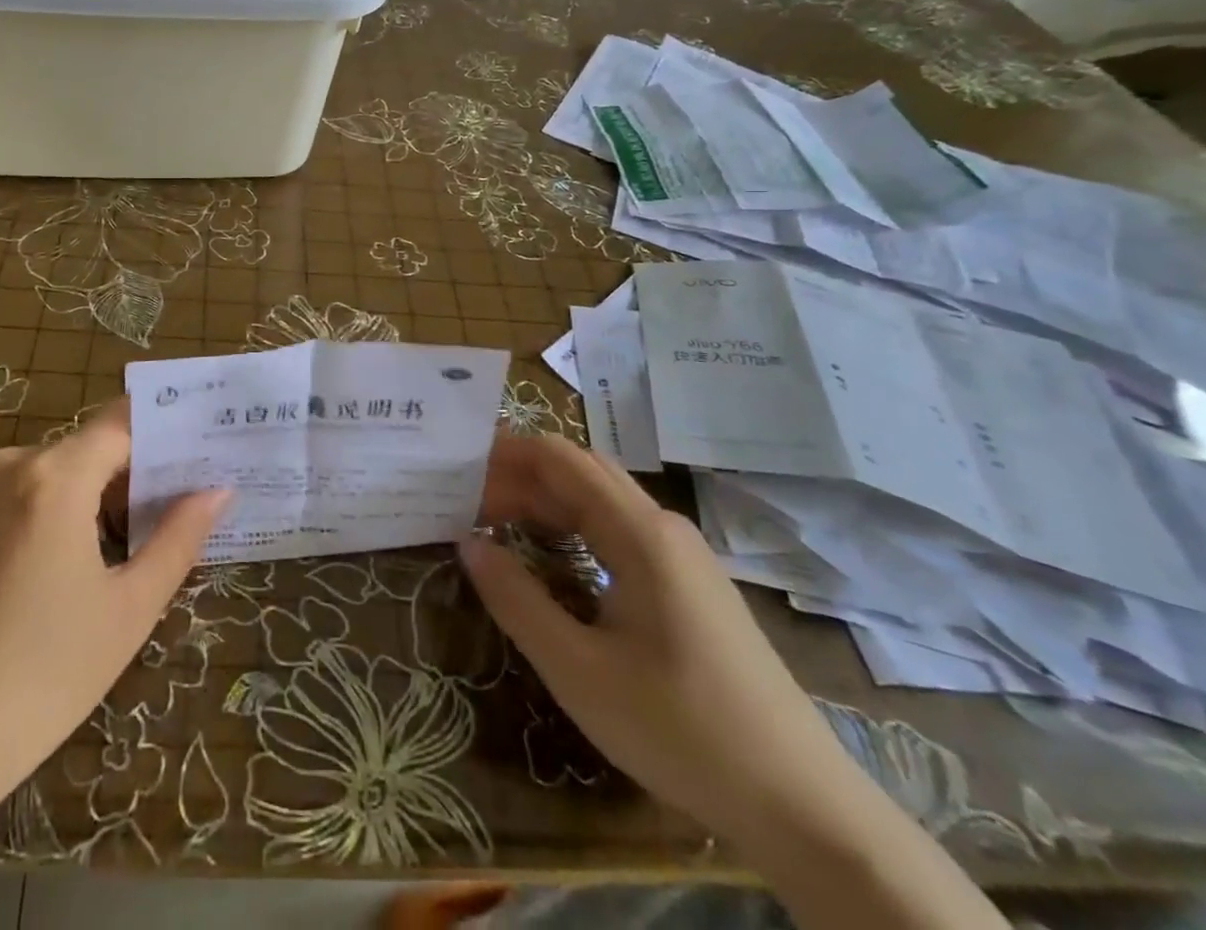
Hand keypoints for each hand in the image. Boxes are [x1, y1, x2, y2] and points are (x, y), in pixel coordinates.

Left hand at [0, 399, 228, 819]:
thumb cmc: (44, 679)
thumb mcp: (129, 609)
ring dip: (93, 491)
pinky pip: (20, 488)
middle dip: (133, 472)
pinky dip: (54, 504)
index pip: (123, 422)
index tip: (200, 452)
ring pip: (56, 467)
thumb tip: (219, 490)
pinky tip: (67, 561)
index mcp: (54, 478)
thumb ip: (180, 537)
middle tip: (173, 512)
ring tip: (125, 545)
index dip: (164, 433)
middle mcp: (9, 465)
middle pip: (90, 445)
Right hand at [462, 434, 880, 852]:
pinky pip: (619, 530)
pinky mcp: (690, 585)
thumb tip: (468, 541)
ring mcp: (682, 556)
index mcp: (639, 532)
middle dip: (518, 475)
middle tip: (464, 499)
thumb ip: (515, 598)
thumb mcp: (577, 670)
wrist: (803, 806)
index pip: (559, 458)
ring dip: (544, 500)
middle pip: (579, 472)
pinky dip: (572, 526)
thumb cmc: (680, 729)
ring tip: (493, 521)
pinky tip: (551, 554)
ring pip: (600, 501)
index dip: (504, 453)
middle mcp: (662, 527)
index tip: (456, 467)